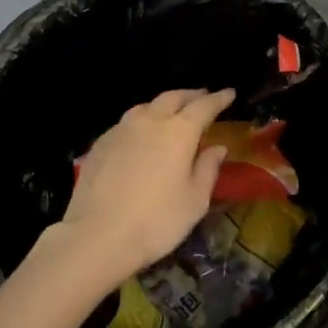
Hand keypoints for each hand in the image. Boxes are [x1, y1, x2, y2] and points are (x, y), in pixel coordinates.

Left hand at [57, 88, 235, 286]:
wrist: (97, 235)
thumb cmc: (156, 221)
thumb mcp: (194, 201)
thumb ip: (208, 169)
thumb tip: (218, 147)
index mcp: (179, 131)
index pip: (204, 106)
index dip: (219, 99)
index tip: (230, 93)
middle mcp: (150, 121)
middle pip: (173, 97)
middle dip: (191, 95)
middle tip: (203, 96)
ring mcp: (122, 129)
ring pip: (147, 106)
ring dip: (164, 104)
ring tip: (172, 111)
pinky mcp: (101, 142)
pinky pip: (127, 122)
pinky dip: (142, 120)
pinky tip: (141, 134)